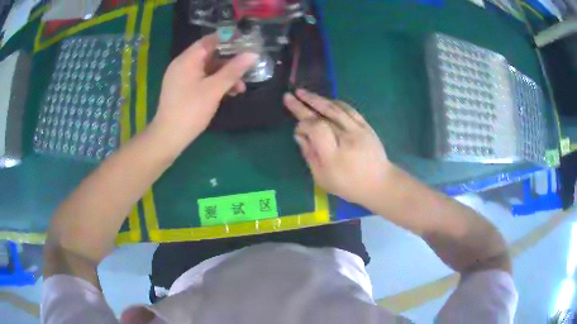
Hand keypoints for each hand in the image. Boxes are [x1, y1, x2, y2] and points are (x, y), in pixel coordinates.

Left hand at [153, 33, 257, 150]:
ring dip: (225, 75)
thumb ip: (233, 70)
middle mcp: (183, 64)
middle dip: (230, 62)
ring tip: (240, 88)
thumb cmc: (190, 110)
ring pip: (207, 69)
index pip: (210, 40)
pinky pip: (202, 79)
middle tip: (247, 68)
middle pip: (210, 55)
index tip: (247, 43)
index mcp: (187, 59)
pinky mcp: (183, 89)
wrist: (168, 137)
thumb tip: (253, 54)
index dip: (229, 39)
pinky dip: (215, 83)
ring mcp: (182, 77)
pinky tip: (228, 93)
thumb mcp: (214, 89)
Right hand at [284, 89, 392, 205]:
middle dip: (303, 104)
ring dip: (317, 99)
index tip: (298, 131)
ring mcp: (358, 129)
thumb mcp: (322, 178)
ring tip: (303, 92)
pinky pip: (348, 109)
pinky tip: (326, 100)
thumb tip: (299, 135)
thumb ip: (309, 155)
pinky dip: (335, 103)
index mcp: (333, 154)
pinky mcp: (366, 126)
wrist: (379, 183)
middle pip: (323, 115)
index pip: (315, 128)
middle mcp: (346, 137)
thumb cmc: (348, 185)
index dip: (303, 125)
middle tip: (289, 95)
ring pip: (335, 108)